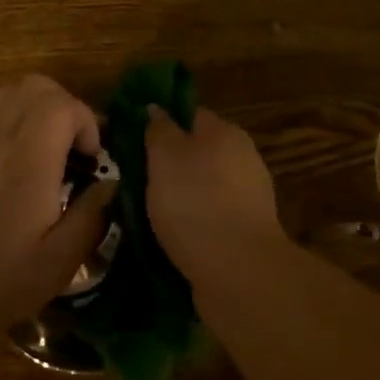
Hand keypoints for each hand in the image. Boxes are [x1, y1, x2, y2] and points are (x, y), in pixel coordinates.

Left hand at [0, 75, 115, 341]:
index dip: (87, 122)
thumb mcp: (53, 267)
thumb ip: (89, 219)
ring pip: (9, 97)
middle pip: (34, 86)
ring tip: (49, 157)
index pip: (61, 104)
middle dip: (66, 108)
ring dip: (38, 113)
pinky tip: (15, 177)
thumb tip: (109, 185)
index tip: (91, 161)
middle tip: (75, 151)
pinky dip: (14, 130)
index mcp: (27, 163)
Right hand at [144, 107, 285, 282]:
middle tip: (131, 180)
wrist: (238, 271)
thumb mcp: (165, 157)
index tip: (131, 140)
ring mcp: (248, 198)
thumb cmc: (195, 202)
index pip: (189, 114)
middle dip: (167, 165)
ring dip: (177, 198)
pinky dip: (189, 224)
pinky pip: (208, 218)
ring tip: (142, 214)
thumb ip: (159, 130)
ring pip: (201, 188)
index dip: (160, 123)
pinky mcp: (244, 232)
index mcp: (225, 133)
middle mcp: (242, 159)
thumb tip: (156, 108)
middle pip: (196, 152)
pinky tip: (167, 238)